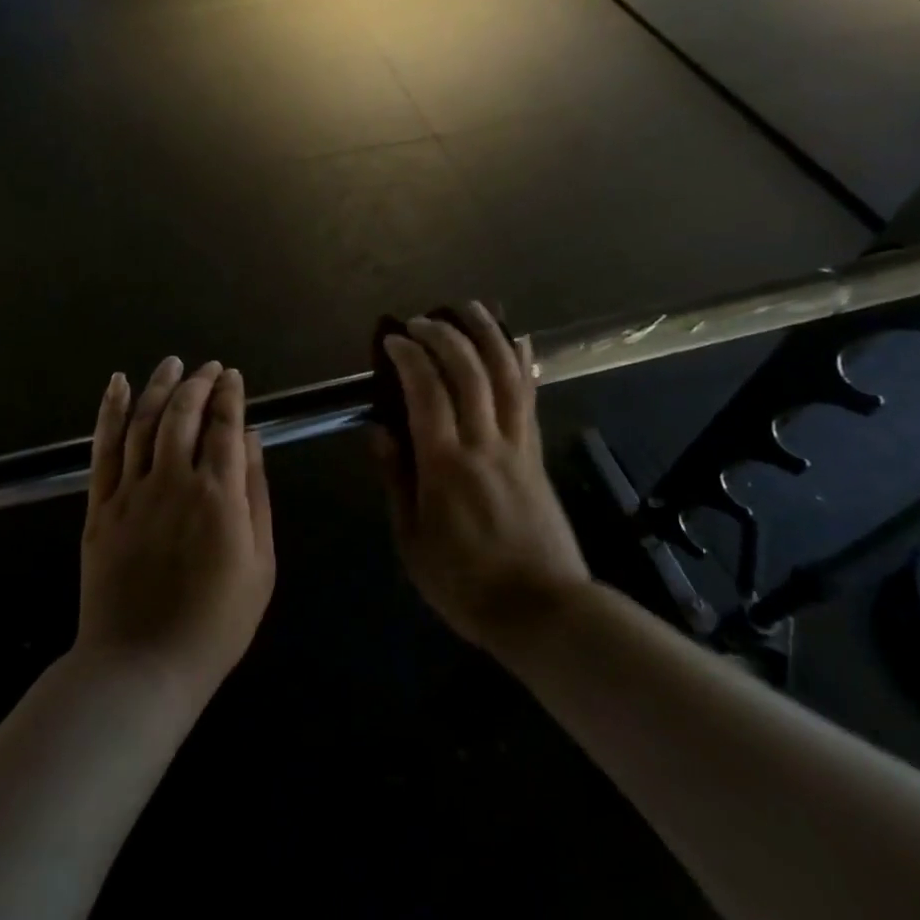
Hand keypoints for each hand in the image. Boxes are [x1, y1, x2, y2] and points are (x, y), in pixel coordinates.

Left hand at [75, 358, 274, 706]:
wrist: (143, 664)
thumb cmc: (216, 621)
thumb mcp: (260, 563)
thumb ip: (255, 494)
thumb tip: (250, 439)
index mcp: (219, 495)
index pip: (225, 426)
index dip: (230, 395)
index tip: (234, 375)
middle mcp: (174, 481)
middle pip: (184, 414)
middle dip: (199, 383)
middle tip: (208, 367)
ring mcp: (131, 491)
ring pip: (144, 421)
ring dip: (158, 386)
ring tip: (172, 363)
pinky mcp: (100, 506)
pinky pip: (104, 448)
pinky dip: (110, 411)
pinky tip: (117, 385)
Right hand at [376, 304, 591, 652]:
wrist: (541, 610)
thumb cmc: (464, 584)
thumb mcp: (412, 541)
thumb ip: (396, 481)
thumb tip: (379, 432)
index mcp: (446, 466)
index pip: (427, 394)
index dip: (409, 358)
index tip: (393, 339)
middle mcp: (484, 444)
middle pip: (469, 373)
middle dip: (444, 336)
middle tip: (422, 321)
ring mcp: (516, 445)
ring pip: (505, 376)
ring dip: (487, 335)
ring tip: (469, 308)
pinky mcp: (536, 453)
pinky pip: (529, 398)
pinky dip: (522, 363)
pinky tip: (517, 340)